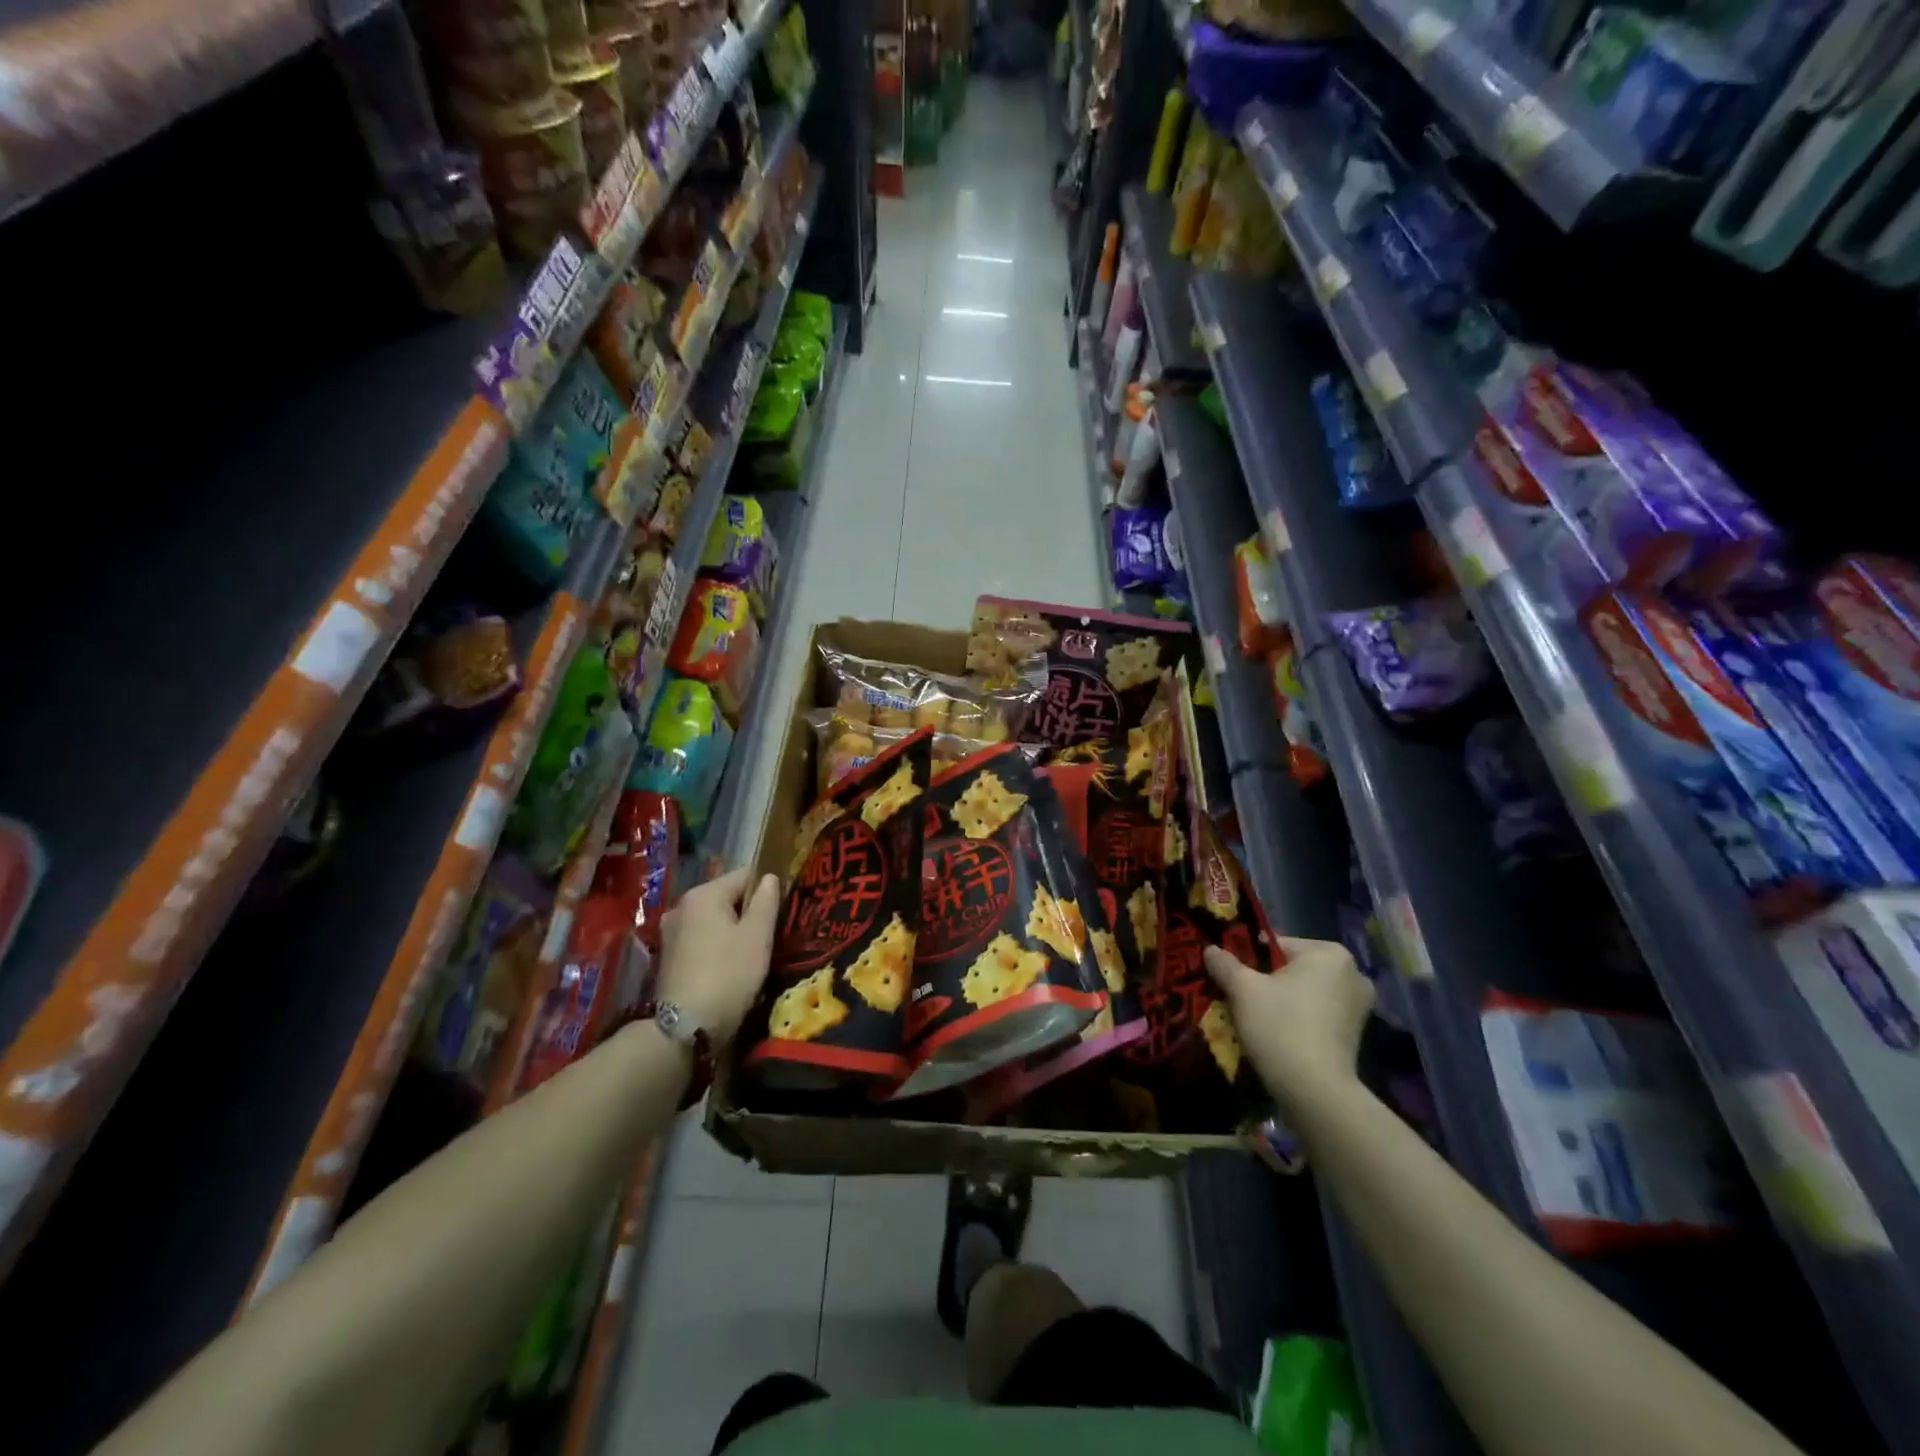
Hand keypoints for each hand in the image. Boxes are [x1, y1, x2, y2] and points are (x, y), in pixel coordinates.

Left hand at [655, 868, 781, 1042]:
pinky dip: (717, 946)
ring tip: (752, 954)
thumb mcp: (758, 936)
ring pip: (714, 920)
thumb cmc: (728, 975)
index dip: (768, 888)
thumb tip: (770, 877)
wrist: (684, 1030)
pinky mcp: (668, 958)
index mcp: (703, 894)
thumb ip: (766, 901)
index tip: (783, 910)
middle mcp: (681, 906)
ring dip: (733, 931)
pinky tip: (730, 967)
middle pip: (727, 897)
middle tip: (770, 935)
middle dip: (749, 912)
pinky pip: (701, 939)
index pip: (745, 875)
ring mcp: (670, 933)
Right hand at [1205, 938, 1372, 1106]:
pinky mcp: (1357, 1034)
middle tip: (1240, 999)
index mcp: (1329, 953)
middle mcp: (1352, 973)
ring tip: (1256, 1019)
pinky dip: (1298, 1019)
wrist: (1316, 1093)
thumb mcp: (1242, 989)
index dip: (1248, 960)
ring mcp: (1359, 1006)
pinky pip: (1317, 1014)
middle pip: (1292, 969)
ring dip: (1282, 1001)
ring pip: (1305, 992)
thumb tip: (1210, 949)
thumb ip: (1224, 963)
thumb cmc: (1280, 1027)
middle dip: (1266, 981)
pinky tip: (1278, 1035)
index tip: (1230, 978)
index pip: (1275, 945)